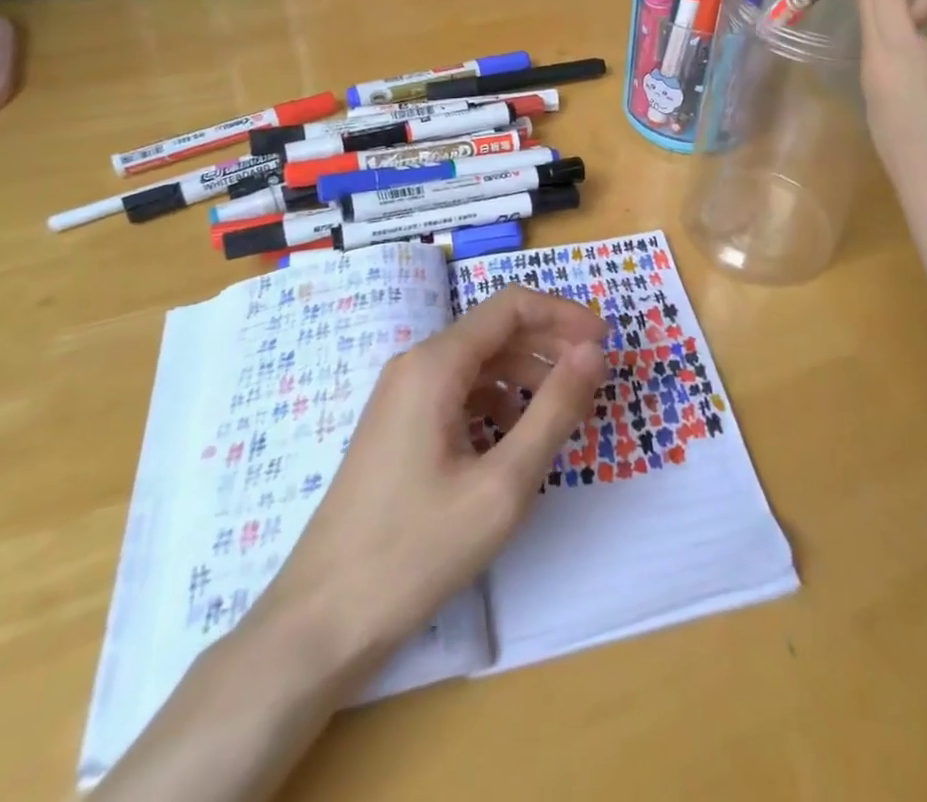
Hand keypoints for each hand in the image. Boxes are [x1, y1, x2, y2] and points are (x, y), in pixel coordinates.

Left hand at [257, 286, 607, 671]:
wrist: (321, 620)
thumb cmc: (416, 550)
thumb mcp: (503, 485)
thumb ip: (554, 410)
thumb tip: (594, 353)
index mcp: (436, 364)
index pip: (511, 306)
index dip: (563, 315)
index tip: (605, 344)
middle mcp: (415, 365)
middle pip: (495, 330)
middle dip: (550, 344)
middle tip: (594, 376)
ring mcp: (401, 395)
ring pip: (478, 362)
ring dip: (526, 373)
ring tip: (565, 408)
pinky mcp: (398, 425)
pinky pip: (457, 391)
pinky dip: (497, 400)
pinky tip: (515, 436)